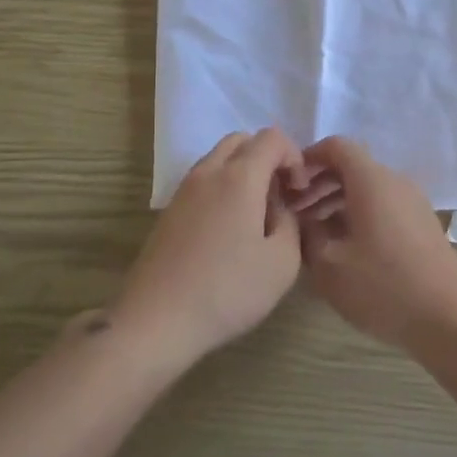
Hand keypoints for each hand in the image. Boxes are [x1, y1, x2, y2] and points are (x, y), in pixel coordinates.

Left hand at [112, 129, 308, 368]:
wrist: (157, 319)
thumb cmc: (227, 290)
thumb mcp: (282, 263)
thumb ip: (290, 224)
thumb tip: (279, 209)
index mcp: (240, 177)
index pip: (272, 138)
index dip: (294, 156)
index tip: (299, 192)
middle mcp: (209, 172)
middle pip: (242, 140)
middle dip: (268, 158)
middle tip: (280, 195)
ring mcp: (184, 189)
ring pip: (219, 158)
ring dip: (244, 171)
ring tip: (256, 214)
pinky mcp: (170, 210)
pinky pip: (204, 180)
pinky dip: (223, 187)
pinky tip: (229, 229)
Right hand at [297, 136, 456, 350]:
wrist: (450, 319)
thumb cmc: (384, 286)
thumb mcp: (330, 265)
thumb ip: (307, 234)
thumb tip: (301, 219)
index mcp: (371, 180)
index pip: (336, 146)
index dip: (308, 158)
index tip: (288, 184)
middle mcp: (395, 182)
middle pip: (351, 167)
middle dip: (319, 184)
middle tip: (295, 213)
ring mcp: (413, 203)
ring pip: (367, 188)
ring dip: (337, 202)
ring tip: (315, 234)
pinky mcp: (422, 225)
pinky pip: (383, 206)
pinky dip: (358, 215)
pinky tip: (345, 248)